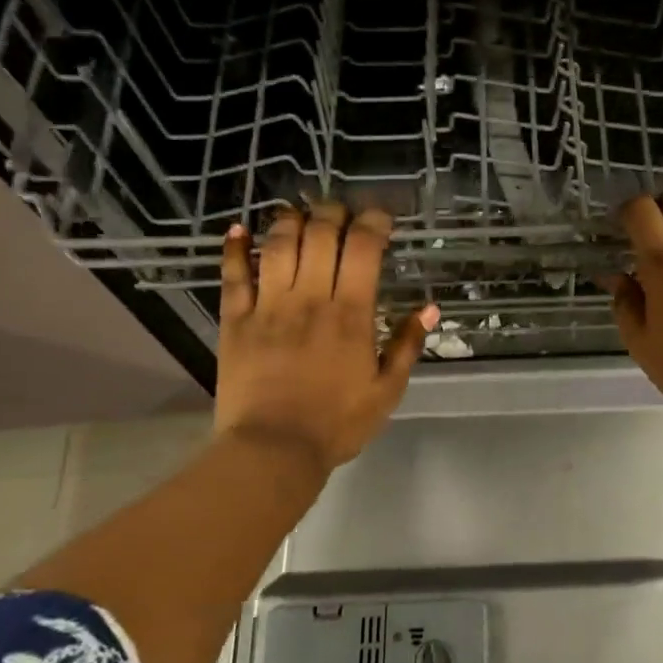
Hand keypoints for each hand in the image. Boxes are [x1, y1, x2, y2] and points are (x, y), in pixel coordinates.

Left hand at [214, 204, 436, 475]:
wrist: (273, 450)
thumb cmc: (337, 424)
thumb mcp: (387, 391)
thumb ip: (408, 345)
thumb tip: (429, 308)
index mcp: (350, 314)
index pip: (363, 248)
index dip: (373, 223)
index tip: (381, 219)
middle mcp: (309, 298)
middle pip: (319, 233)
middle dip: (333, 212)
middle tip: (341, 212)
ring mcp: (268, 306)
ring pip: (277, 244)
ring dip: (289, 220)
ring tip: (298, 213)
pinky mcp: (235, 320)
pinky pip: (233, 274)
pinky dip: (234, 247)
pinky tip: (238, 229)